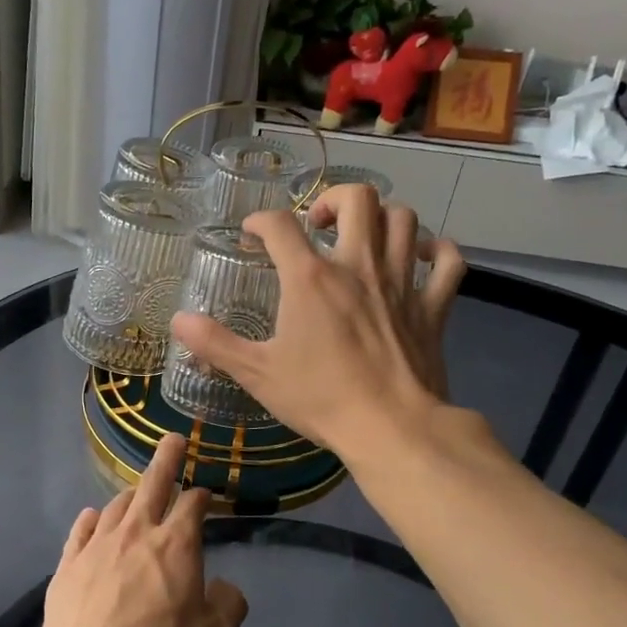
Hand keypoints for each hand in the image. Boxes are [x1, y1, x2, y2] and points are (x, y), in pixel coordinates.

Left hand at [39, 434, 247, 626]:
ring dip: (131, 495)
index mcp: (176, 544)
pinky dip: (92, 519)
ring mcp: (98, 545)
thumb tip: (223, 587)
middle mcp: (137, 532)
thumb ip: (229, 604)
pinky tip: (94, 517)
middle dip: (167, 459)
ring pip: (116, 505)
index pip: (192, 504)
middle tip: (174, 439)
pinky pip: (81, 529)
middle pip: (153, 484)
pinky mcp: (69, 563)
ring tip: (136, 493)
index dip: (202, 496)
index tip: (205, 495)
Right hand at [170, 184, 467, 458]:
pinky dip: (437, 251)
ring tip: (364, 236)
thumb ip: (215, 343)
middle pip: (359, 197)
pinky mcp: (433, 307)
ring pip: (404, 220)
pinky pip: (448, 261)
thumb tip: (178, 320)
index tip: (252, 234)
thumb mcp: (257, 373)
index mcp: (310, 279)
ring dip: (383, 218)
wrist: (391, 428)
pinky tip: (421, 256)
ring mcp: (402, 283)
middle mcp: (358, 266)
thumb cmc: (320, 398)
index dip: (260, 221)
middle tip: (319, 225)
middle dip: (335, 199)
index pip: (279, 225)